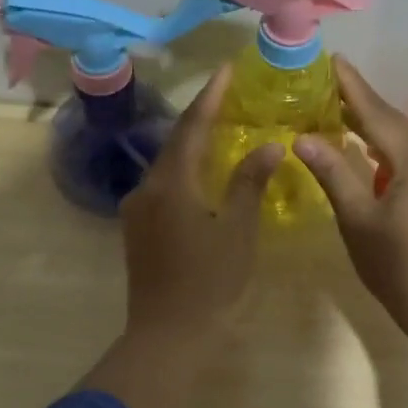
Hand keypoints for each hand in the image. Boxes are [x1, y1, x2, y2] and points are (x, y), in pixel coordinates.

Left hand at [119, 63, 282, 346]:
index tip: (226, 70)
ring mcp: (137, 209)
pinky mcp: (138, 228)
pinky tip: (204, 172)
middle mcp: (147, 187)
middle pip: (176, 141)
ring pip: (168, 163)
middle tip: (229, 95)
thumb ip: (250, 183)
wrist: (167, 337)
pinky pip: (164, 184)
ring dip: (193, 143)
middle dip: (202, 116)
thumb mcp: (237, 230)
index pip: (193, 126)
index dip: (211, 96)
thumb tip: (270, 145)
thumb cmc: (209, 283)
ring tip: (221, 127)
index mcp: (171, 183)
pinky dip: (185, 169)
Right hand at [292, 58, 407, 321]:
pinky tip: (375, 154)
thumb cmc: (396, 265)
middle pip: (395, 123)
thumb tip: (303, 138)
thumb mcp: (357, 219)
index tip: (335, 59)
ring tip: (346, 114)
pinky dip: (393, 150)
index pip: (377, 113)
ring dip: (378, 127)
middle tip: (332, 84)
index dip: (353, 87)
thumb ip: (333, 173)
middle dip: (363, 103)